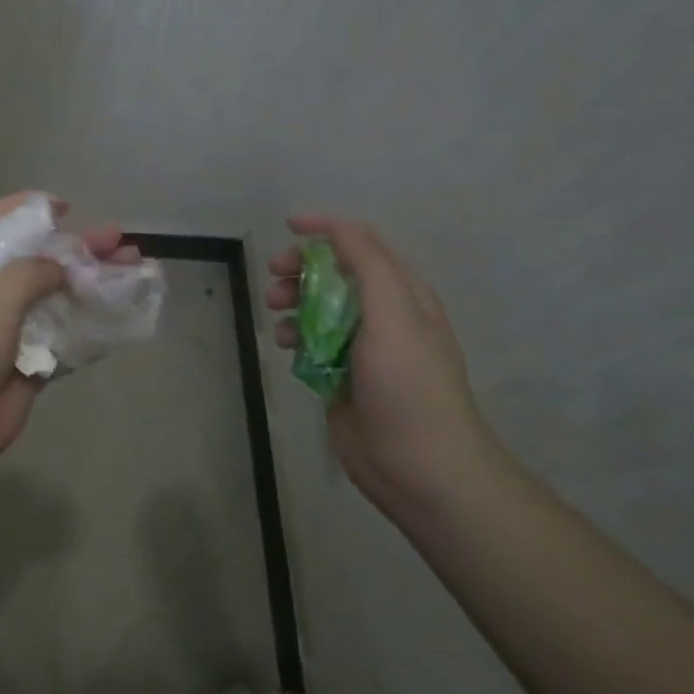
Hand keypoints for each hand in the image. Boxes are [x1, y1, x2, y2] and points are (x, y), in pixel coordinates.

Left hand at [0, 193, 138, 478]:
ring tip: (132, 271)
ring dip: (92, 284)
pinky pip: (66, 339)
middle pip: (37, 261)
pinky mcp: (30, 365)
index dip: (24, 208)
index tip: (63, 207)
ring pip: (58, 299)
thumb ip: (29, 275)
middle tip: (117, 240)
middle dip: (76, 248)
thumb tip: (61, 268)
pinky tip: (121, 316)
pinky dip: (92, 326)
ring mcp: (11, 332)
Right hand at [267, 215, 499, 518]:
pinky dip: (293, 336)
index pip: (362, 244)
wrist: (419, 466)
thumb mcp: (394, 313)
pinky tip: (284, 347)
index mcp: (402, 293)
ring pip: (316, 307)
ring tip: (274, 312)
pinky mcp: (339, 376)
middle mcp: (381, 315)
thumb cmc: (409, 384)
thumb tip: (338, 226)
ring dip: (292, 301)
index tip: (288, 226)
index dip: (327, 229)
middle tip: (274, 275)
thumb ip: (367, 264)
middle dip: (301, 268)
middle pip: (333, 273)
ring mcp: (359, 347)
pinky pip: (309, 343)